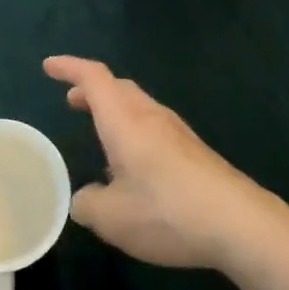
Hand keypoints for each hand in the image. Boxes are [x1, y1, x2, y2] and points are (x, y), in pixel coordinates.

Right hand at [43, 55, 278, 269]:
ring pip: (140, 107)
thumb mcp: (111, 217)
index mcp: (125, 121)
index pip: (94, 78)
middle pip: (119, 88)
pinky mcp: (196, 153)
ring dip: (115, 110)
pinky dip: (135, 132)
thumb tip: (84, 199)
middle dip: (93, 90)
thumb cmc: (166, 211)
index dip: (70, 68)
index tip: (49, 66)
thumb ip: (88, 204)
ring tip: (100, 131)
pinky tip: (134, 166)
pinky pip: (156, 129)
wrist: (239, 223)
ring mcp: (178, 133)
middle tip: (73, 100)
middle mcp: (151, 117)